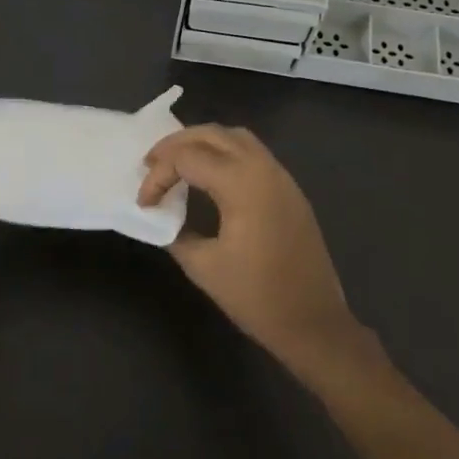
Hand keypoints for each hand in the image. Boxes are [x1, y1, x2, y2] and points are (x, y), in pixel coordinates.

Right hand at [139, 125, 358, 371]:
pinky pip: (252, 153)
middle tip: (150, 164)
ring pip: (235, 138)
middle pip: (212, 134)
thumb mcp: (203, 266)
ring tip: (177, 163)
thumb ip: (176, 232)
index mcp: (242, 184)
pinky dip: (224, 153)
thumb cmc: (257, 297)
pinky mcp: (289, 191)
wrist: (314, 323)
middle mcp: (264, 169)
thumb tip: (161, 216)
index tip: (144, 203)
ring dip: (202, 143)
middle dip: (176, 144)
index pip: (188, 158)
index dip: (158, 176)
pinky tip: (208, 176)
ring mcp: (281, 177)